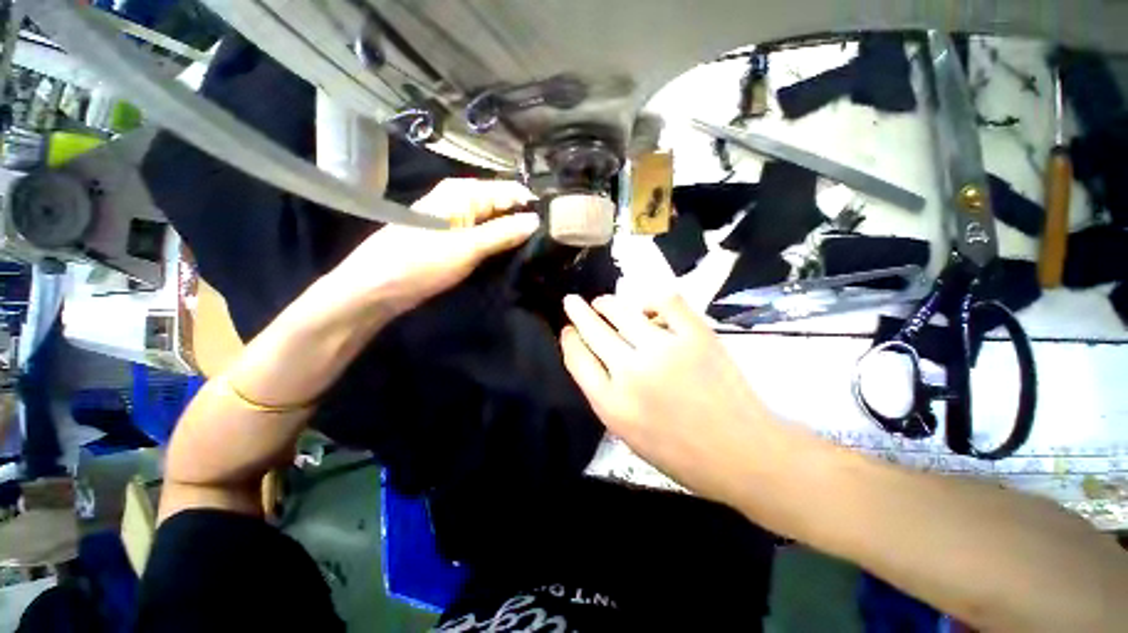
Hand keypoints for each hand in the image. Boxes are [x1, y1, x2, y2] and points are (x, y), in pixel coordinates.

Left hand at [325, 179, 538, 315]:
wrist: (379, 287)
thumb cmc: (422, 261)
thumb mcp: (468, 246)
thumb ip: (504, 232)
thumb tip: (537, 220)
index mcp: (465, 192)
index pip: (511, 191)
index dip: (534, 207)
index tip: (557, 227)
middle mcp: (464, 201)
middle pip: (505, 208)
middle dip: (526, 224)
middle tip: (552, 244)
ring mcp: (460, 222)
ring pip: (497, 225)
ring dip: (515, 237)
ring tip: (541, 252)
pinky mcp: (457, 241)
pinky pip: (487, 238)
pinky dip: (501, 246)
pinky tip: (517, 257)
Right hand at [560, 294, 778, 502]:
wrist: (742, 454)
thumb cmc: (681, 453)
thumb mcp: (627, 433)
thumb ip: (605, 394)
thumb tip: (594, 357)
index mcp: (612, 404)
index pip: (577, 358)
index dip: (569, 339)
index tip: (567, 330)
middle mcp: (632, 372)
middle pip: (593, 330)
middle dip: (577, 312)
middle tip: (572, 301)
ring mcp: (665, 350)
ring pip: (622, 310)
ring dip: (606, 303)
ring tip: (603, 302)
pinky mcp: (695, 335)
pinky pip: (665, 302)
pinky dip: (650, 299)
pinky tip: (645, 306)